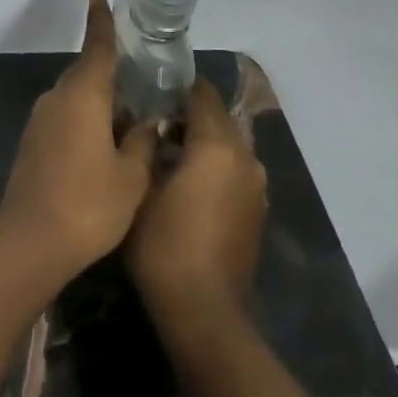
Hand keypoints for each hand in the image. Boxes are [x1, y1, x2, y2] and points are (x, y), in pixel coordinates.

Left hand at [0, 0, 157, 277]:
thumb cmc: (91, 203)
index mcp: (83, 95)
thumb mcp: (132, 175)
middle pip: (86, 75)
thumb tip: (145, 123)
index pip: (96, 49)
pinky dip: (84, 122)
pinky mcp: (32, 143)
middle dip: (110, 76)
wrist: (32, 239)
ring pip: (75, 99)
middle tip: (140, 83)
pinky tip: (103, 145)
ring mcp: (40, 121)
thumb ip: (142, 142)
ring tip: (129, 121)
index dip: (100, 24)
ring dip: (99, 104)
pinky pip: (64, 118)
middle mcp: (56, 99)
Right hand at [125, 78, 267, 326]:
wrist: (203, 309)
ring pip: (227, 145)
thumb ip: (148, 147)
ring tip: (162, 151)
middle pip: (218, 118)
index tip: (146, 89)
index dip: (174, 87)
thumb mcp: (141, 187)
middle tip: (148, 121)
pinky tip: (182, 182)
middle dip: (187, 115)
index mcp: (219, 146)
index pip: (202, 94)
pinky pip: (233, 171)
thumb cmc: (163, 243)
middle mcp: (246, 159)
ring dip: (200, 142)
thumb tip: (152, 125)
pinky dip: (212, 166)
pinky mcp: (256, 210)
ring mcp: (256, 186)